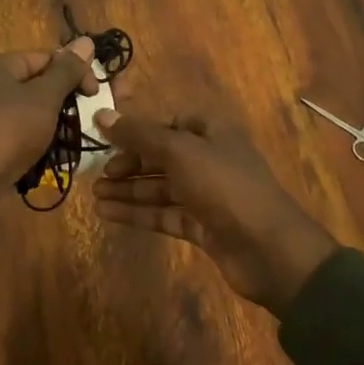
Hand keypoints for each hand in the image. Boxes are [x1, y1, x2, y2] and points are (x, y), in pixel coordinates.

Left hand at [0, 38, 98, 254]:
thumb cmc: (9, 129)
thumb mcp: (44, 96)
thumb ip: (67, 71)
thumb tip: (87, 40)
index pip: (44, 58)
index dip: (73, 71)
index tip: (95, 94)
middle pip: (36, 86)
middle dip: (63, 102)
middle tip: (85, 119)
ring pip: (29, 115)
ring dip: (53, 126)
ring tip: (72, 142)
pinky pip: (18, 138)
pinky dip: (36, 145)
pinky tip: (54, 158)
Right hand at [93, 107, 340, 316]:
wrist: (268, 249)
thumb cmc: (224, 186)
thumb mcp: (178, 151)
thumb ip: (138, 134)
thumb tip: (101, 115)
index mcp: (212, 132)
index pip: (170, 123)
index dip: (140, 130)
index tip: (109, 139)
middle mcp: (210, 159)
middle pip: (162, 156)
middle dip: (129, 163)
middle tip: (99, 174)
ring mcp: (207, 195)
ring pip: (161, 187)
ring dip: (128, 190)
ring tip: (94, 195)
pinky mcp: (203, 226)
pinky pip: (164, 214)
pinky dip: (138, 213)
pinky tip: (108, 213)